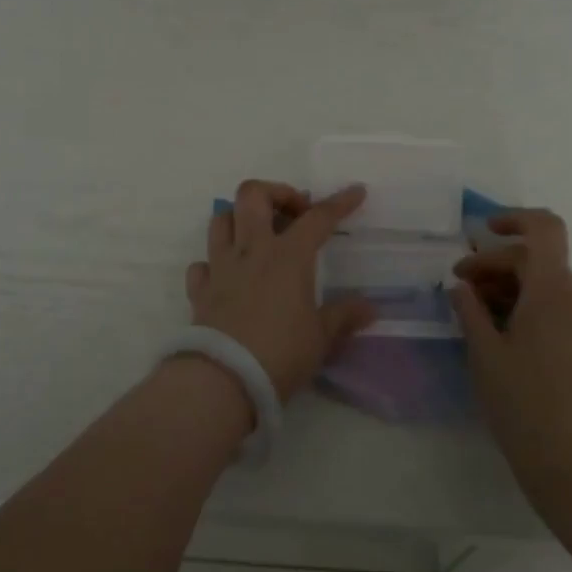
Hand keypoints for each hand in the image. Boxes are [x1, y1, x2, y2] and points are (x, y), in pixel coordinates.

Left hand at [186, 181, 376, 400]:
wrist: (223, 379)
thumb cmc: (281, 354)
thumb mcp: (321, 338)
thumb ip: (344, 317)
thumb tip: (370, 308)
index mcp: (288, 256)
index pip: (318, 218)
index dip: (340, 202)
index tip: (356, 191)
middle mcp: (252, 251)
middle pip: (253, 195)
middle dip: (276, 192)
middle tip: (294, 213)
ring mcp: (221, 267)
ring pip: (221, 219)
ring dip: (239, 218)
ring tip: (258, 234)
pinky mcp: (200, 290)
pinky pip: (202, 263)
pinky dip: (214, 262)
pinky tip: (227, 275)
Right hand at [450, 209, 571, 528]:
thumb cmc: (526, 409)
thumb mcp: (485, 356)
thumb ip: (470, 311)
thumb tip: (462, 286)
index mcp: (552, 291)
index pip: (544, 228)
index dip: (514, 219)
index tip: (481, 233)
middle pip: (537, 259)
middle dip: (495, 264)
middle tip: (459, 289)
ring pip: (546, 287)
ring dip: (509, 288)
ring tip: (475, 317)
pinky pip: (557, 312)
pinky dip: (527, 310)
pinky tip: (502, 340)